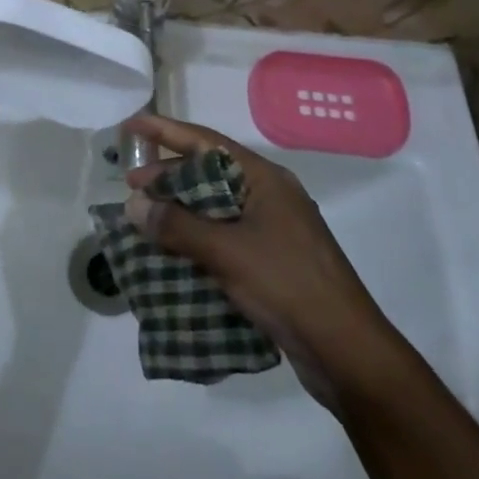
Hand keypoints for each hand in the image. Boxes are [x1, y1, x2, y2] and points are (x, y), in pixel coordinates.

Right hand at [122, 115, 405, 411]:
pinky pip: (224, 235)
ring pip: (216, 206)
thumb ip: (177, 225)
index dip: (166, 131)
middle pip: (210, 172)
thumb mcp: (226, 252)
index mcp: (265, 179)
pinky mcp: (272, 261)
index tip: (132, 126)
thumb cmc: (287, 285)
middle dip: (169, 175)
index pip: (206, 142)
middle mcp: (270, 196)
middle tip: (131, 184)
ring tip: (145, 217)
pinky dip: (196, 238)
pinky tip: (172, 252)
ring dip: (180, 209)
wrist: (346, 351)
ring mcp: (274, 229)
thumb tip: (133, 204)